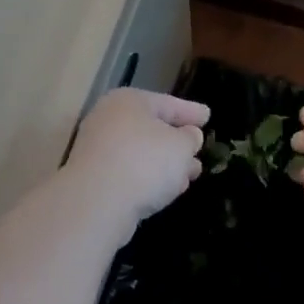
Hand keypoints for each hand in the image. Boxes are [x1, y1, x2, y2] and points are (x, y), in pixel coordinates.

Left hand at [65, 88, 209, 223]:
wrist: (98, 202)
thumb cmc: (144, 162)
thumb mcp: (181, 146)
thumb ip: (190, 138)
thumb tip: (189, 136)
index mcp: (129, 101)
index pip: (167, 102)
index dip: (191, 111)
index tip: (208, 116)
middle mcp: (109, 119)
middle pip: (152, 128)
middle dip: (179, 142)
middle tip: (200, 149)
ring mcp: (98, 149)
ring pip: (142, 152)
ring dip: (167, 164)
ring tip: (191, 175)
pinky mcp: (94, 177)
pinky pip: (130, 172)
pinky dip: (150, 178)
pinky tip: (168, 191)